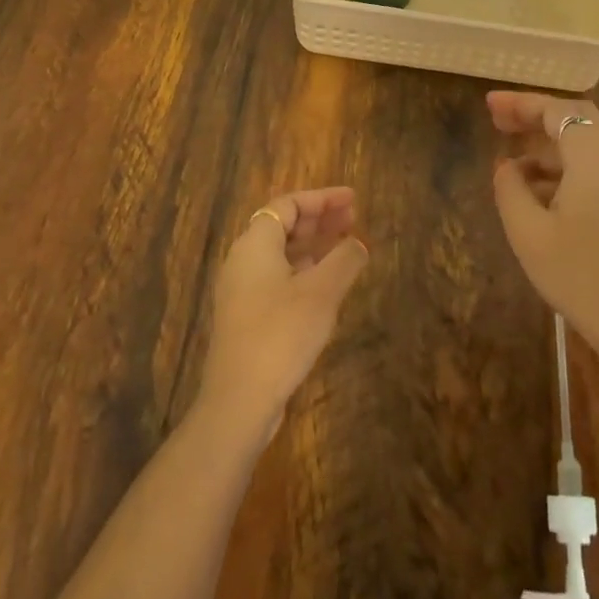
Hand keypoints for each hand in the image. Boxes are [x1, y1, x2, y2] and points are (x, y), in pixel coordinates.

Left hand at [198, 186, 368, 431]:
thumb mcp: (322, 292)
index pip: (288, 204)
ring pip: (281, 253)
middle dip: (319, 219)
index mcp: (255, 244)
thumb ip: (344, 260)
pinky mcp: (246, 316)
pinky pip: (277, 277)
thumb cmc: (281, 333)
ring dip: (313, 245)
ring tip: (346, 246)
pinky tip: (326, 283)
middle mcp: (243, 261)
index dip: (322, 198)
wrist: (240, 399)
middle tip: (354, 219)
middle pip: (282, 226)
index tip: (353, 199)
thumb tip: (357, 243)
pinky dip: (303, 270)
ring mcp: (241, 290)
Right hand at [488, 92, 598, 387]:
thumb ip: (510, 189)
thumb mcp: (529, 233)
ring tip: (511, 163)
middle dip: (536, 118)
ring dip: (550, 146)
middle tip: (499, 123)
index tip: (489, 104)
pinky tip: (540, 193)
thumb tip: (507, 166)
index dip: (521, 103)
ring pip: (588, 145)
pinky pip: (598, 169)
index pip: (558, 110)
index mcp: (596, 157)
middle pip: (578, 120)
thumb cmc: (581, 276)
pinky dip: (566, 168)